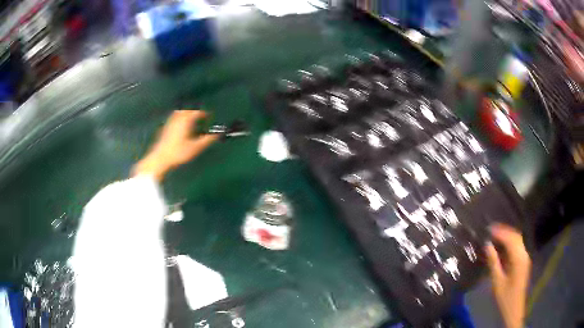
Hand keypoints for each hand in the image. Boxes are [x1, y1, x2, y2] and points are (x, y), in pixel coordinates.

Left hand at [132, 110, 218, 180]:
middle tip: (201, 117)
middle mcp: (178, 119)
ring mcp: (170, 123)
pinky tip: (181, 126)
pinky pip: (174, 118)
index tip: (209, 116)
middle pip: (187, 111)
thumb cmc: (179, 152)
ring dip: (186, 114)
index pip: (197, 113)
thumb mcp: (195, 147)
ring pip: (179, 113)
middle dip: (195, 112)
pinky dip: (180, 118)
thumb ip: (207, 140)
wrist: (160, 158)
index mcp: (186, 121)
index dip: (204, 114)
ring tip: (191, 119)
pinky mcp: (165, 128)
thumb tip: (217, 135)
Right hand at [485, 224, 530, 327]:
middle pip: (516, 236)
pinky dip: (510, 243)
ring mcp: (525, 258)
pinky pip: (517, 247)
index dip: (500, 232)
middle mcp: (524, 254)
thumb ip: (493, 262)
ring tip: (495, 235)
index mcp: (519, 259)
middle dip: (504, 231)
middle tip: (491, 229)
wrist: (514, 309)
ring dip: (507, 236)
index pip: (510, 239)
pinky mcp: (523, 262)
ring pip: (517, 240)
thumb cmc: (505, 297)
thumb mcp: (497, 282)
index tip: (489, 229)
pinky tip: (502, 246)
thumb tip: (487, 245)